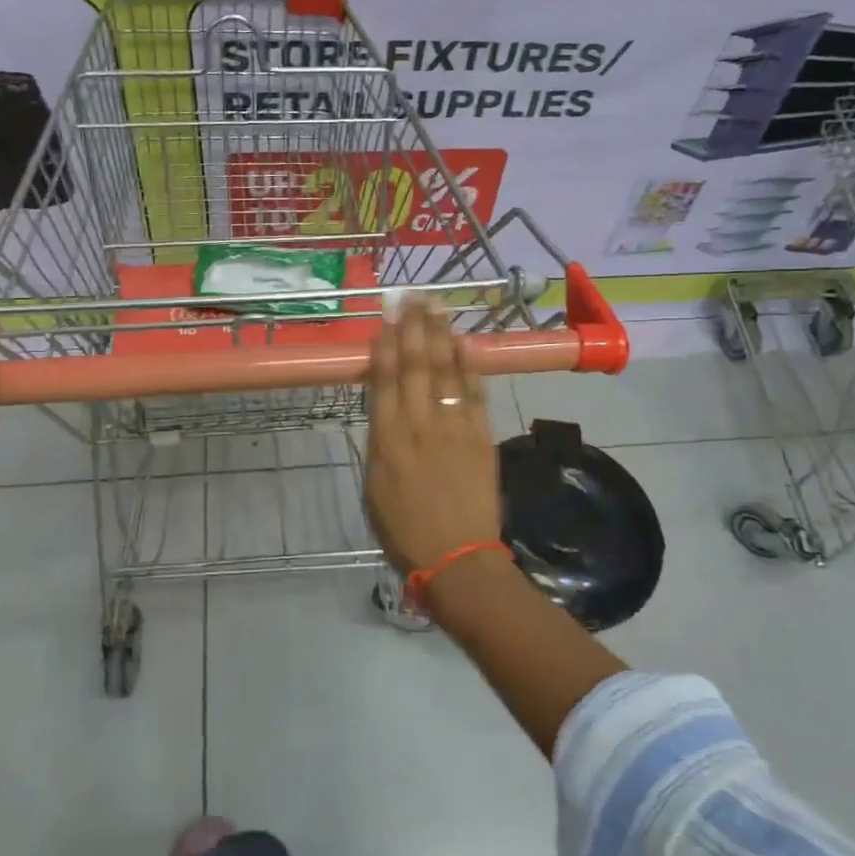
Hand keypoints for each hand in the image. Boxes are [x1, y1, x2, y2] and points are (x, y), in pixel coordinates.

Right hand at [364, 299, 501, 574]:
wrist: (457, 558)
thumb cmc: (404, 531)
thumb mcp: (374, 487)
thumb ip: (380, 443)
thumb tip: (385, 410)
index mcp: (385, 440)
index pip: (384, 380)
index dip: (386, 346)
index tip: (387, 319)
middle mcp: (418, 425)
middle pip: (415, 366)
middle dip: (412, 328)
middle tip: (412, 297)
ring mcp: (452, 427)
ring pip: (444, 371)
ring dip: (439, 336)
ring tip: (436, 307)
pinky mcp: (480, 436)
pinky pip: (473, 393)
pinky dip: (469, 366)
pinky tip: (464, 343)